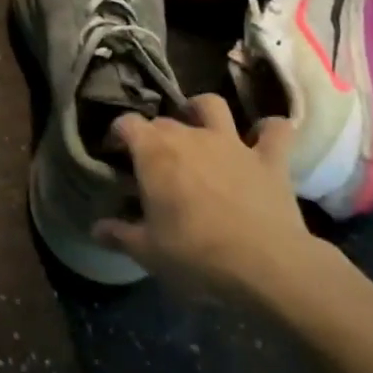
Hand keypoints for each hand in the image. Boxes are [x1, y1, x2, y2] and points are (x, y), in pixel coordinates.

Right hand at [93, 94, 341, 307]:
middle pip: (164, 120)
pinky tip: (264, 138)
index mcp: (154, 152)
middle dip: (154, 134)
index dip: (117, 134)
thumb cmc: (195, 255)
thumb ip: (119, 234)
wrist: (266, 266)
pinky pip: (275, 130)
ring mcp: (232, 143)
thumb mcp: (146, 251)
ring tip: (199, 127)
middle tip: (154, 162)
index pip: (126, 123)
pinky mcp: (270, 159)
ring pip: (213, 106)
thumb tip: (97, 228)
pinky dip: (269, 130)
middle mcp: (190, 135)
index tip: (114, 154)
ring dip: (203, 110)